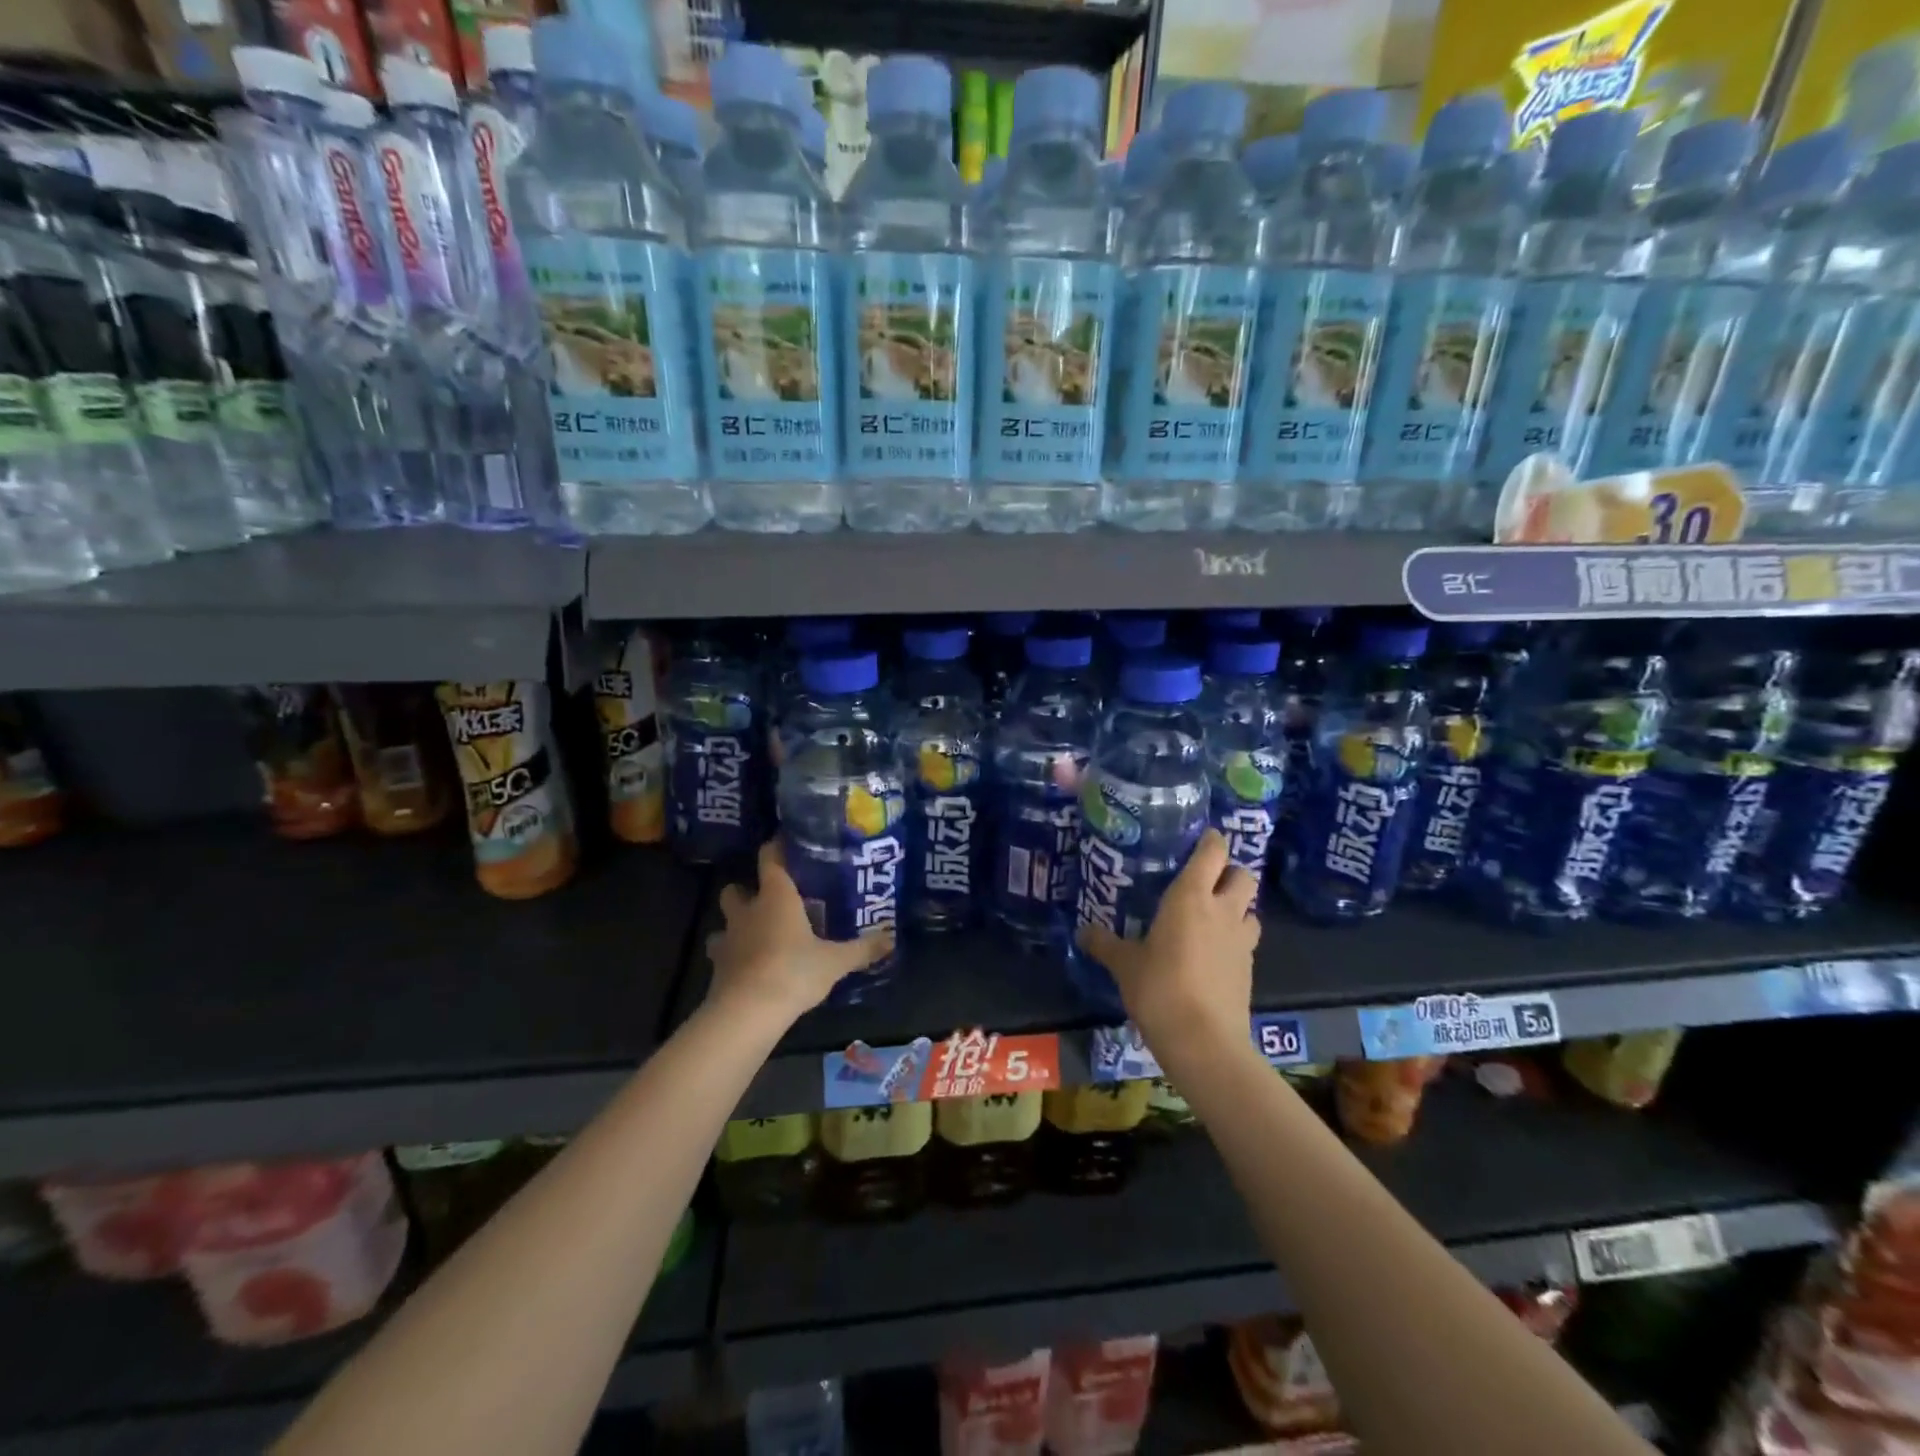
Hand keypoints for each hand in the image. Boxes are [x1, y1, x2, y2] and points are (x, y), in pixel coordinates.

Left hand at [705, 838, 894, 1021]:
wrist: (747, 1012)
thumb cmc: (793, 972)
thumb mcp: (835, 961)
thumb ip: (862, 949)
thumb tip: (891, 939)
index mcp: (776, 897)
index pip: (770, 858)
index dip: (776, 847)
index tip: (786, 843)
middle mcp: (748, 911)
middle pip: (735, 888)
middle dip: (746, 889)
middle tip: (768, 899)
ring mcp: (727, 939)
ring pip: (724, 921)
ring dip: (736, 924)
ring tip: (755, 934)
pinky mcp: (716, 967)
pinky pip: (721, 953)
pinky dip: (731, 955)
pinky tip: (747, 966)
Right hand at [1075, 830, 1259, 1060]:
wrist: (1204, 1041)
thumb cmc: (1159, 988)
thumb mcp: (1124, 965)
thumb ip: (1104, 944)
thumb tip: (1082, 932)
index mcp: (1191, 896)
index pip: (1213, 852)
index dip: (1211, 840)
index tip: (1200, 837)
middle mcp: (1222, 910)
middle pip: (1243, 875)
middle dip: (1229, 872)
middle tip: (1205, 880)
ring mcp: (1241, 940)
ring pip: (1250, 909)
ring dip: (1236, 907)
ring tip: (1212, 917)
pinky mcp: (1249, 969)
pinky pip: (1246, 940)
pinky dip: (1234, 939)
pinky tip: (1213, 953)